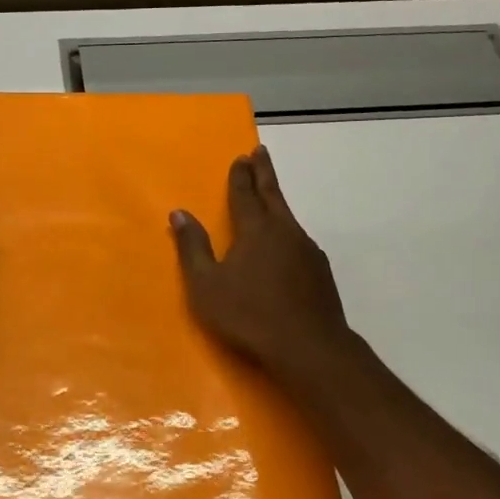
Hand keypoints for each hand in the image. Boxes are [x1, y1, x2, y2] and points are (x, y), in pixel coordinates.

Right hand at [170, 146, 355, 379]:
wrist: (309, 346)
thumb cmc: (248, 315)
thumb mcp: (207, 285)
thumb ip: (193, 247)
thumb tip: (179, 213)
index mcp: (255, 230)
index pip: (245, 194)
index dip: (240, 175)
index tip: (241, 156)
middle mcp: (284, 231)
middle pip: (273, 194)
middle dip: (264, 172)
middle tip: (260, 151)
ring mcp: (307, 250)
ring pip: (288, 216)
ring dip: (277, 200)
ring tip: (270, 195)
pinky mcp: (320, 271)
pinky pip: (299, 239)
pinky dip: (288, 230)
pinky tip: (286, 243)